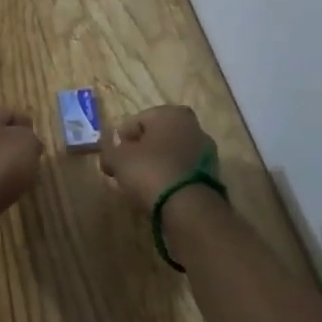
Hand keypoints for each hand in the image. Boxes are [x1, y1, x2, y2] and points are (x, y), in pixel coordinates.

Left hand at [0, 106, 41, 223]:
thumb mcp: (26, 142)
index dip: (27, 127)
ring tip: (24, 183)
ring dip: (6, 171)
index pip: (9, 114)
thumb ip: (32, 139)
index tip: (41, 144)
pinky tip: (8, 197)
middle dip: (16, 150)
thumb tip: (30, 146)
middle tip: (34, 163)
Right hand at [98, 104, 218, 211]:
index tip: (112, 159)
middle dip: (141, 151)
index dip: (121, 140)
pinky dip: (171, 179)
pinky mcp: (212, 176)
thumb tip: (110, 153)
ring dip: (157, 165)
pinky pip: (183, 172)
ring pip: (171, 154)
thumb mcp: (118, 159)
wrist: (189, 209)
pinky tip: (160, 193)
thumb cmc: (151, 171)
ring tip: (142, 185)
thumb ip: (109, 150)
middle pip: (156, 137)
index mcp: (172, 113)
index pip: (136, 121)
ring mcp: (206, 152)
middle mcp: (193, 126)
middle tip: (126, 170)